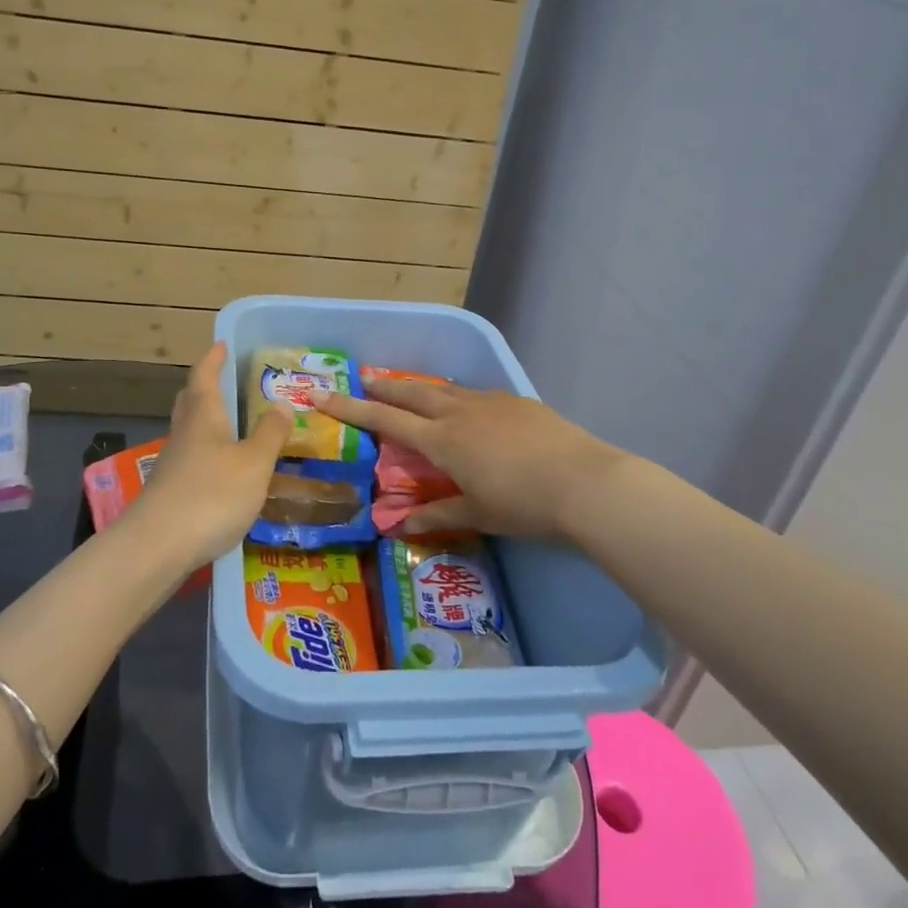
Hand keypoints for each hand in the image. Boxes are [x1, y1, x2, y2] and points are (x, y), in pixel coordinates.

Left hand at [131, 343, 290, 566]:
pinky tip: (221, 471)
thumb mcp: (254, 463)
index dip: (213, 359)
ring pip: (188, 432)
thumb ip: (270, 434)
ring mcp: (172, 465)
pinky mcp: (169, 494)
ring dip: (205, 422)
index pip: (204, 377)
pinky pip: (189, 461)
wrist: (157, 547)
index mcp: (204, 417)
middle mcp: (184, 434)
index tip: (222, 344)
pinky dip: (205, 455)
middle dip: (204, 387)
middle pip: (190, 402)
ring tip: (230, 426)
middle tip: (223, 380)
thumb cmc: (211, 495)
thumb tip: (282, 403)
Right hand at [315, 379, 629, 543]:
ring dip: (419, 387)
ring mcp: (489, 401)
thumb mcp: (477, 514)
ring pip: (443, 387)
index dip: (351, 407)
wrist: (584, 481)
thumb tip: (398, 526)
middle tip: (363, 381)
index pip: (386, 418)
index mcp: (442, 439)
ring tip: (408, 390)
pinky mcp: (515, 401)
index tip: (323, 394)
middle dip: (383, 387)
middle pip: (411, 391)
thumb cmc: (523, 504)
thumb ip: (436, 515)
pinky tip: (464, 407)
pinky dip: (455, 395)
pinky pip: (473, 393)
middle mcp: (459, 411)